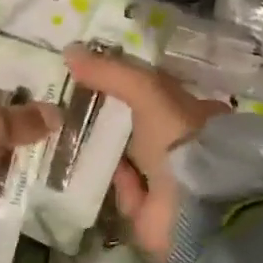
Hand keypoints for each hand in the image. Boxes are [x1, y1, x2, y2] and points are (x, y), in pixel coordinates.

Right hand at [63, 44, 224, 262]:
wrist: (195, 210)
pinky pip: (122, 187)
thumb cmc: (179, 141)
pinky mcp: (151, 210)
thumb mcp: (148, 93)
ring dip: (103, 146)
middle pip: (140, 123)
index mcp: (195, 114)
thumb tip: (70, 51)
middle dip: (110, 114)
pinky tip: (82, 164)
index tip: (92, 74)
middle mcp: (184, 145)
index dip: (126, 81)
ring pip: (128, 155)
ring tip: (67, 128)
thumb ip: (112, 73)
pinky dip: (107, 178)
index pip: (157, 92)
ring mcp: (169, 179)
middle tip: (71, 101)